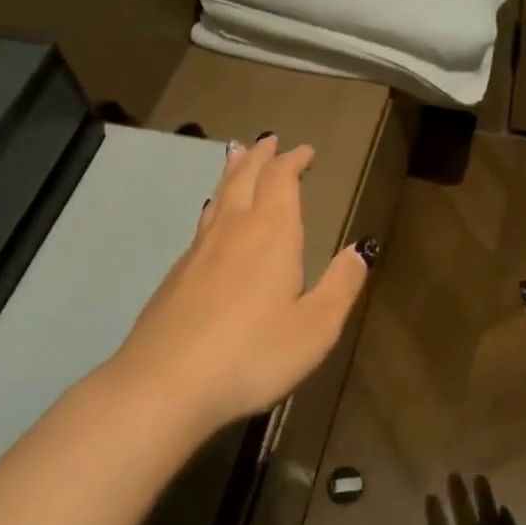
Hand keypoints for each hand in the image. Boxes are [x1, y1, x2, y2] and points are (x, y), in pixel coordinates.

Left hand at [105, 135, 372, 430]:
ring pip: (219, 196)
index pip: (281, 180)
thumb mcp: (316, 327)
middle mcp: (233, 230)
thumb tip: (360, 249)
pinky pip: (204, 221)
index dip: (293, 161)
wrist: (165, 384)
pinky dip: (216, 204)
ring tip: (238, 156)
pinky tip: (214, 217)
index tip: (305, 150)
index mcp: (271, 234)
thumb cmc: (252, 354)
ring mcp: (199, 250)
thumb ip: (341, 284)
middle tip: (269, 140)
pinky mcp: (177, 274)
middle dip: (261, 157)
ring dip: (234, 172)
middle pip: (245, 178)